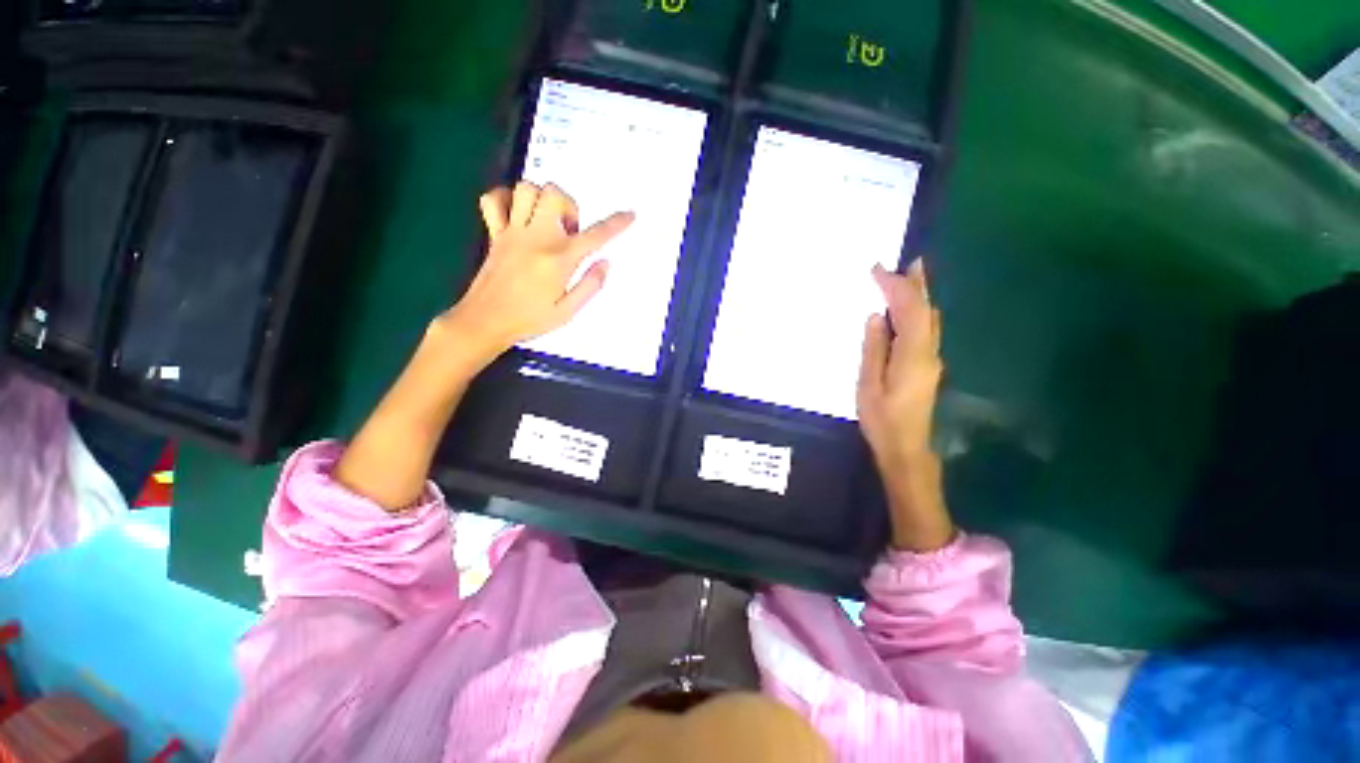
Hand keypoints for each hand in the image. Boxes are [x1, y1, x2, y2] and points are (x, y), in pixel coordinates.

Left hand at [439, 182, 634, 367]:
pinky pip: (494, 200)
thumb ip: (590, 285)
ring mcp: (511, 232)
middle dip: (569, 205)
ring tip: (547, 222)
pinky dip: (507, 199)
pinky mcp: (494, 233)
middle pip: (554, 194)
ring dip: (542, 199)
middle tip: (570, 230)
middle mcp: (536, 238)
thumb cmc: (529, 319)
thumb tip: (605, 263)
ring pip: (526, 189)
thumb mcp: (568, 311)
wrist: (484, 321)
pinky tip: (518, 214)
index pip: (595, 236)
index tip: (629, 215)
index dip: (616, 224)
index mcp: (558, 259)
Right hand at [857, 260, 953, 551]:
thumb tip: (876, 318)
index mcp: (913, 355)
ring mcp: (931, 360)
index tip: (877, 270)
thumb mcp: (869, 385)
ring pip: (928, 319)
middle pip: (926, 310)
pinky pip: (924, 330)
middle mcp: (929, 352)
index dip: (895, 287)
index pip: (907, 310)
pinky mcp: (927, 367)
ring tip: (909, 278)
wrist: (907, 449)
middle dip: (916, 285)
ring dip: (919, 297)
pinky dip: (916, 313)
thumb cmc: (883, 420)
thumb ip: (873, 349)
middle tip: (909, 262)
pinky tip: (906, 312)